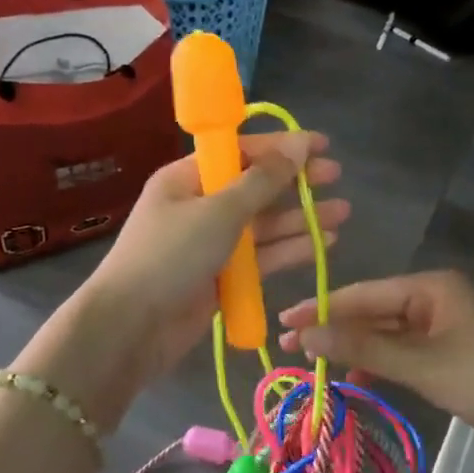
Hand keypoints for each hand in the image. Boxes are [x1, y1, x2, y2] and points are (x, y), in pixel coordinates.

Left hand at [30, 132, 346, 420]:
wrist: (131, 328)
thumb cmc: (171, 256)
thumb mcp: (219, 211)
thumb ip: (263, 180)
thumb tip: (299, 144)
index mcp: (188, 178)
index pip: (240, 152)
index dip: (281, 146)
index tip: (321, 145)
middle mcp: (200, 205)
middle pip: (255, 187)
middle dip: (295, 182)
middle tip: (336, 177)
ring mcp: (210, 243)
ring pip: (263, 225)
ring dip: (299, 218)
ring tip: (342, 213)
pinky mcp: (222, 277)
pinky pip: (261, 257)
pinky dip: (289, 250)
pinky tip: (323, 243)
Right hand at [277, 271, 473, 461]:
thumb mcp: (421, 365)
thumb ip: (363, 348)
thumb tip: (306, 335)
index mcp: (430, 286)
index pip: (363, 294)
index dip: (321, 309)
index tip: (282, 324)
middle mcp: (436, 297)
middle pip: (374, 311)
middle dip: (336, 331)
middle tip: (290, 349)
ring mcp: (446, 325)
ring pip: (389, 333)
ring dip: (358, 350)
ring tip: (317, 367)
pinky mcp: (454, 351)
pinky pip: (407, 350)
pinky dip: (383, 363)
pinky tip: (360, 379)